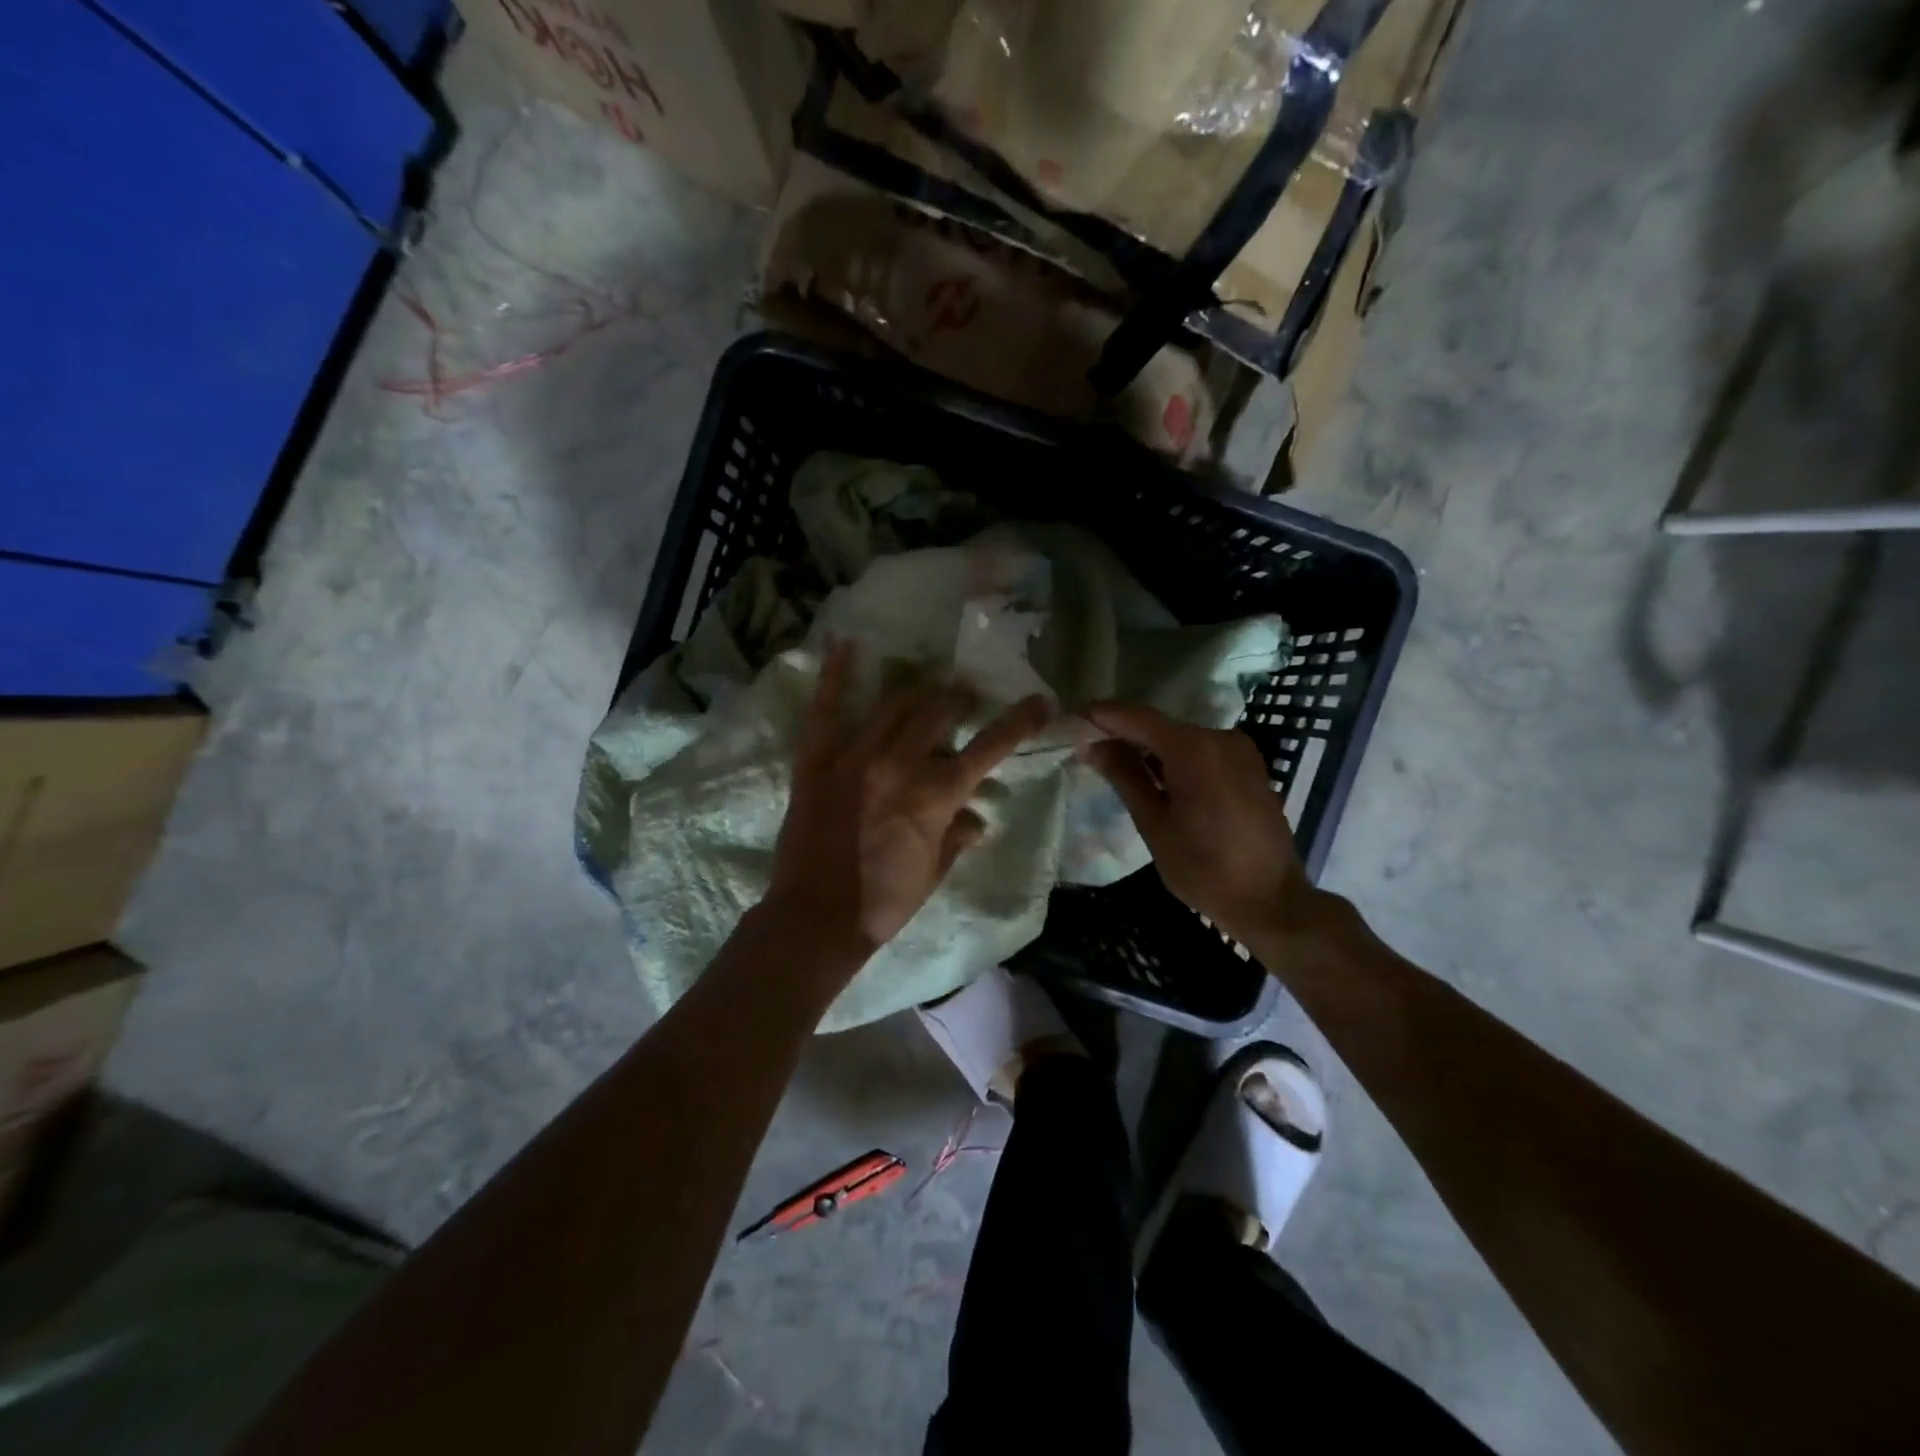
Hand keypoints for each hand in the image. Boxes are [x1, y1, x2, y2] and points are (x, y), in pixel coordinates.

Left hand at [766, 641, 1051, 964]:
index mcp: (936, 795)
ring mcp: (854, 757)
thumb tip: (977, 818)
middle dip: (959, 698)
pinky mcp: (816, 760)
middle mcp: (900, 764)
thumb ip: (957, 836)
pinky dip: (836, 675)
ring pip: (893, 703)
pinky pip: (826, 709)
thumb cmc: (884, 903)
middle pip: (939, 712)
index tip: (1040, 701)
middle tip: (964, 694)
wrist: (816, 918)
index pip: (989, 747)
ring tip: (927, 683)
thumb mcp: (934, 873)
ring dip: (917, 689)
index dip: (1019, 721)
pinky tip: (844, 642)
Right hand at [1084, 701, 1325, 949]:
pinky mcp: (1249, 766)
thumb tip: (1092, 746)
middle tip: (1087, 745)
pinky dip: (1174, 758)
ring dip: (1148, 747)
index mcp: (1194, 749)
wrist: (1270, 900)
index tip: (1071, 720)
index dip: (1102, 716)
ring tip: (1114, 762)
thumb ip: (1124, 777)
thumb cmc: (1204, 868)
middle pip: (1159, 725)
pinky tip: (1154, 776)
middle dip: (1123, 732)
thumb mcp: (1154, 824)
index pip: (1137, 717)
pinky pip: (1201, 750)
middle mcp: (1219, 737)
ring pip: (1180, 738)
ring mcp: (1239, 750)